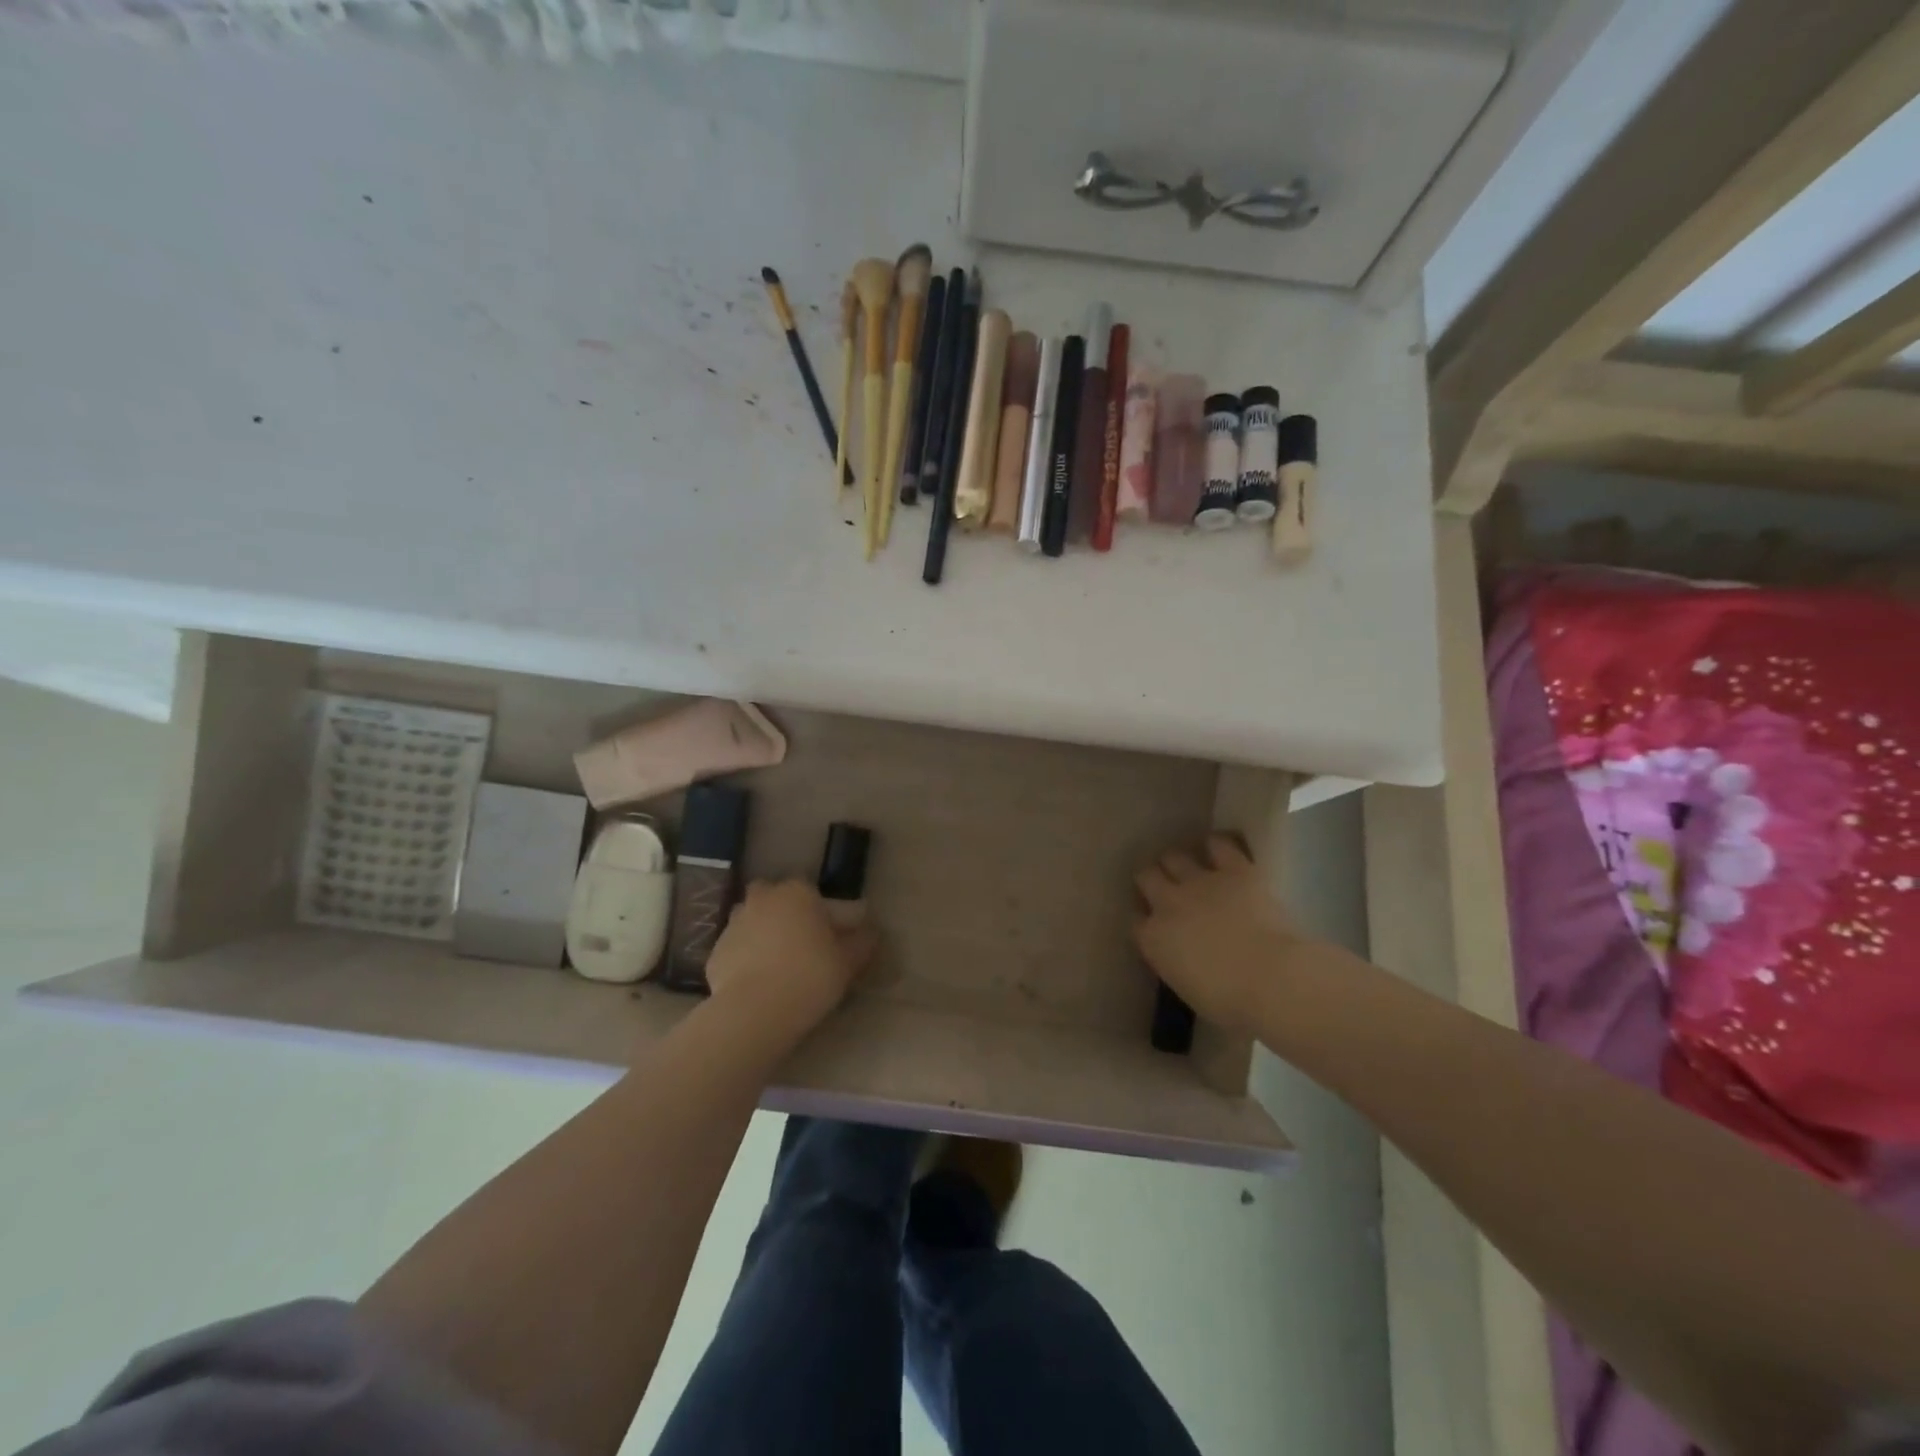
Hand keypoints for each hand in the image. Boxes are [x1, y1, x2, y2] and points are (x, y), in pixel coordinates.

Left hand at [705, 880, 876, 1038]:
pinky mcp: (715, 952)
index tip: (831, 939)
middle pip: (775, 899)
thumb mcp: (849, 961)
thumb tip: (870, 933)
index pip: (814, 895)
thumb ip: (861, 943)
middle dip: (785, 914)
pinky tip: (757, 984)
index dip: (823, 916)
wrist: (755, 1011)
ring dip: (762, 934)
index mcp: (798, 892)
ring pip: (752, 921)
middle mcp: (763, 899)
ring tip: (777, 966)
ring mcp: (734, 923)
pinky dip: (745, 960)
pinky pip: (736, 950)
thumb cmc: (810, 976)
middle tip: (800, 945)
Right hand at [1134, 835, 1304, 1033]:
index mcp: (1154, 939)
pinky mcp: (1234, 870)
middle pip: (1146, 877)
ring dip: (1179, 862)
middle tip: (1167, 888)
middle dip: (1153, 880)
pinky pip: (1219, 845)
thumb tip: (1182, 956)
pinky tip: (1220, 851)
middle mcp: (1168, 903)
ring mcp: (1200, 882)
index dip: (1145, 919)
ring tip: (1190, 868)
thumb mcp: (1189, 989)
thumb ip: (1177, 963)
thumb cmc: (1231, 1002)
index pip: (1136, 920)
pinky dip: (1217, 846)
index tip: (1154, 924)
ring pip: (1174, 857)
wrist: (1272, 979)